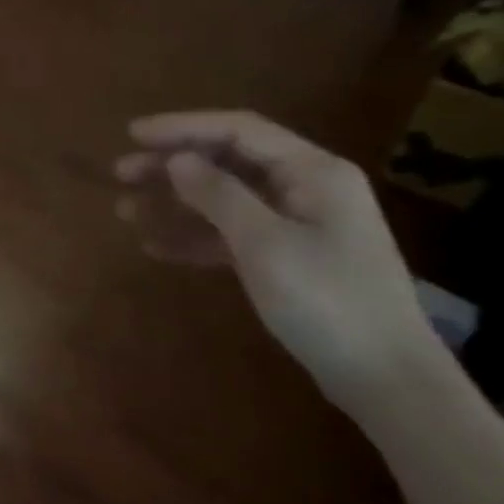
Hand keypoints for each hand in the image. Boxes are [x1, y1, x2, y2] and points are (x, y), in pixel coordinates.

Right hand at [116, 111, 442, 408]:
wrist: (383, 376)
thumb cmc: (326, 301)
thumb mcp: (265, 244)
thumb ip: (219, 195)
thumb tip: (178, 160)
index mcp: (312, 172)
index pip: (239, 131)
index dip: (182, 127)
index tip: (131, 134)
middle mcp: (306, 188)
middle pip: (228, 161)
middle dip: (172, 164)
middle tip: (120, 174)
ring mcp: (297, 224)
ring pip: (225, 199)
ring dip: (175, 202)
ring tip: (125, 209)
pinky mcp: (287, 258)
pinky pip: (231, 234)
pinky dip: (194, 237)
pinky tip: (155, 247)